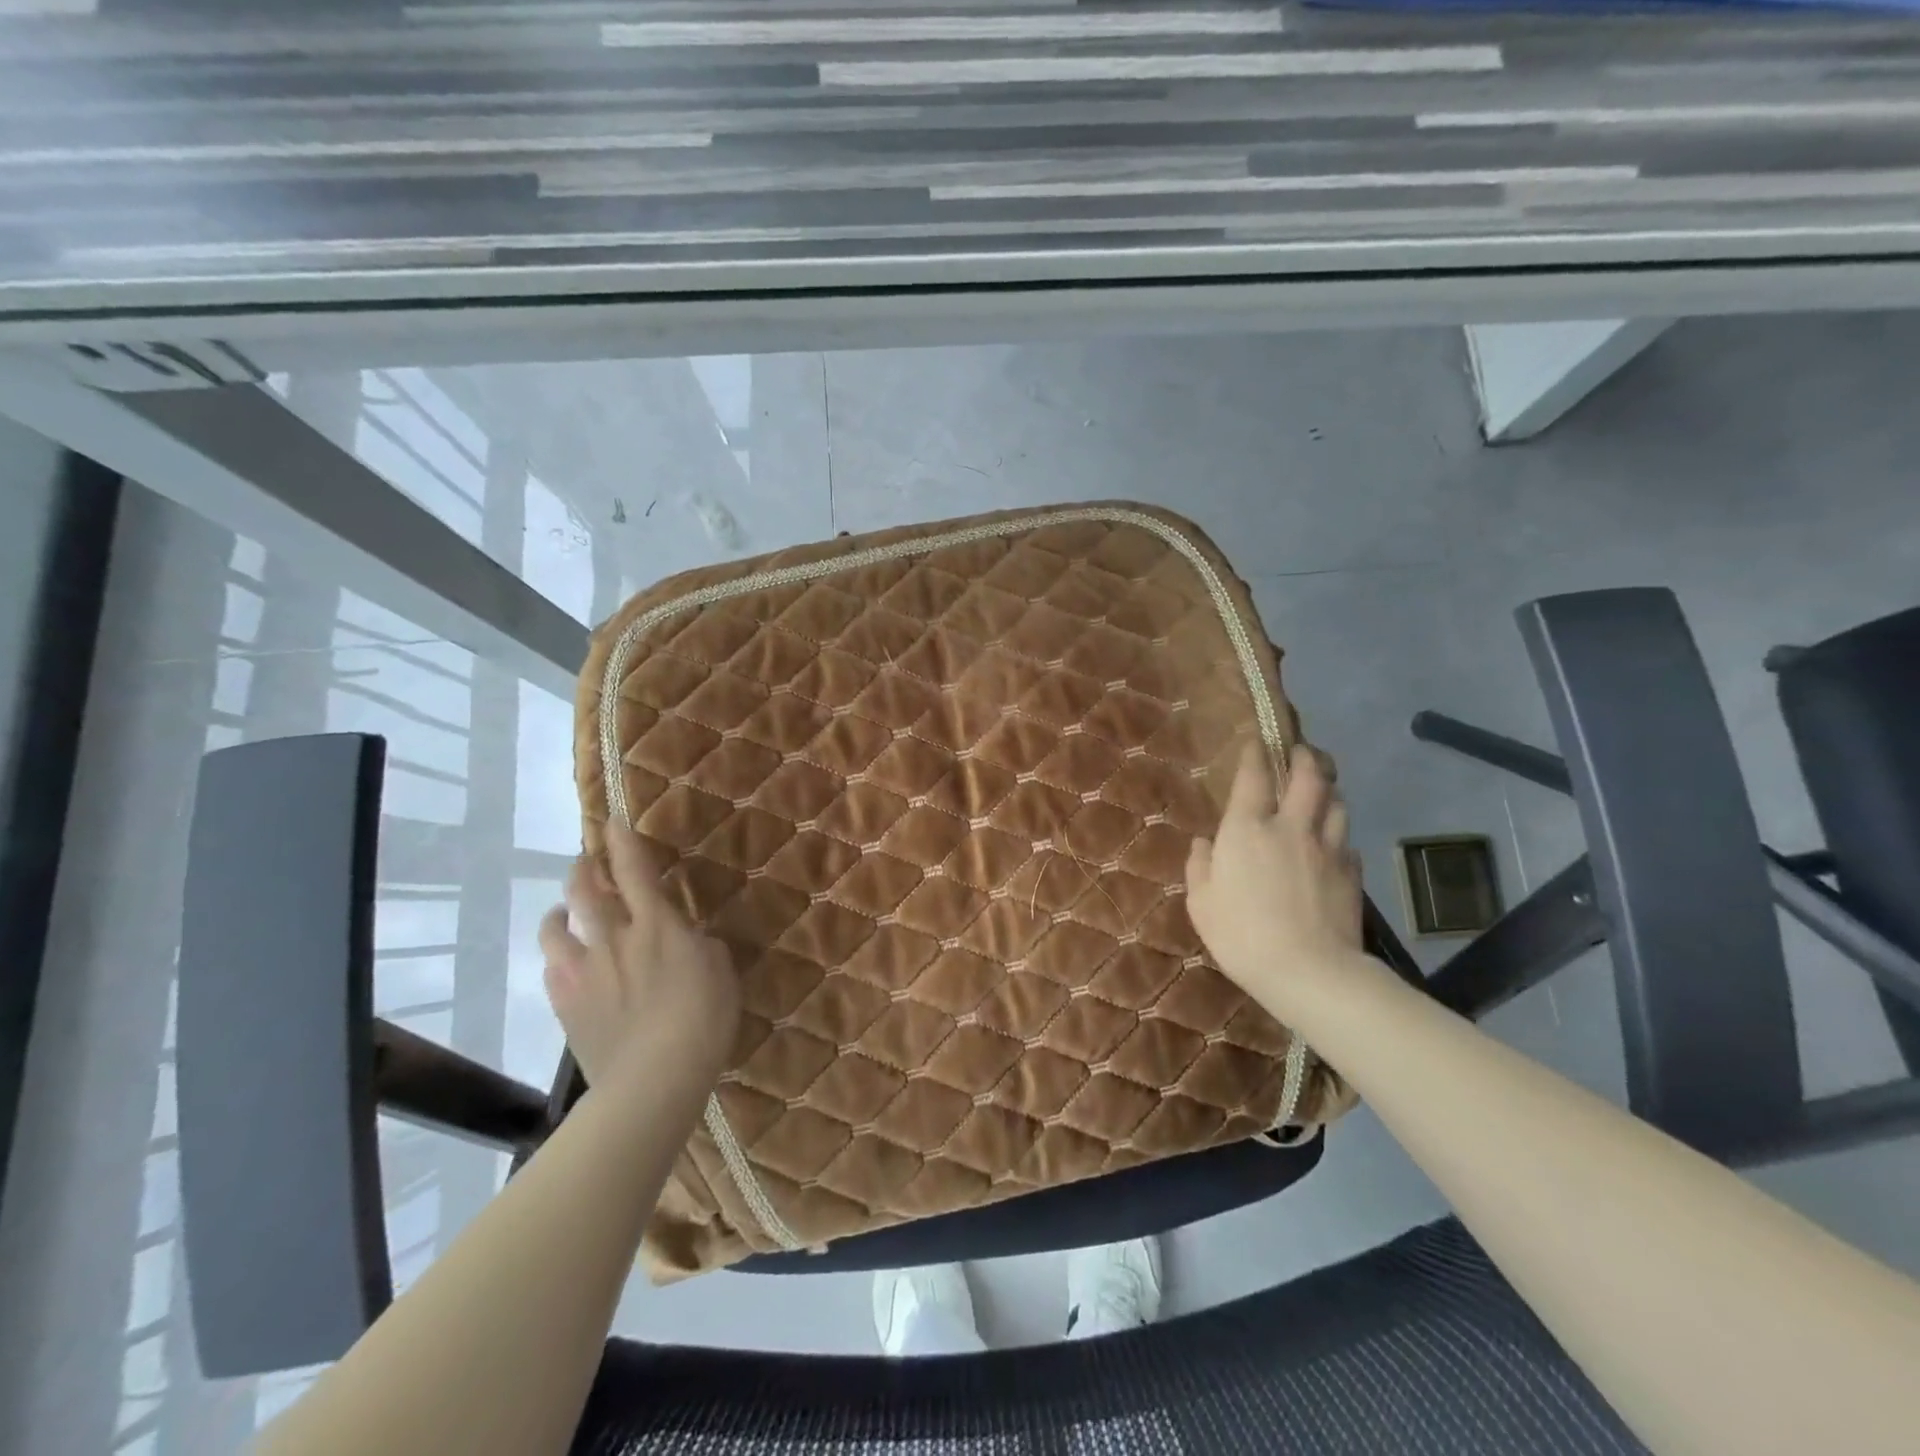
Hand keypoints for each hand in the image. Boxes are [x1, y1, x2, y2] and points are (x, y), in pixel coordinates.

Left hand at [539, 822, 740, 1092]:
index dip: (621, 840)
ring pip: (555, 927)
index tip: (612, 820)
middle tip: (588, 863)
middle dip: (583, 867)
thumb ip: (700, 946)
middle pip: (584, 889)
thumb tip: (687, 940)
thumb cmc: (703, 1020)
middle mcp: (612, 938)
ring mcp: (582, 972)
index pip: (633, 869)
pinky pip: (551, 969)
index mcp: (656, 925)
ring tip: (566, 912)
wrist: (654, 1079)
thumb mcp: (720, 972)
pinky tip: (567, 964)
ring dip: (560, 911)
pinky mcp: (565, 1005)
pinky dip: (558, 957)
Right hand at [1185, 742, 1365, 1013]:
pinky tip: (1332, 843)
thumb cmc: (1241, 935)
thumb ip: (1200, 866)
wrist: (1309, 971)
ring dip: (1328, 789)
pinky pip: (1346, 840)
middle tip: (1300, 751)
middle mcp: (1290, 827)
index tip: (1256, 740)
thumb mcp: (1201, 903)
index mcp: (1247, 828)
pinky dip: (1338, 833)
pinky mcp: (1351, 872)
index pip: (1254, 776)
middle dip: (1305, 757)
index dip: (1255, 753)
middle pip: (1309, 776)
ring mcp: (1327, 847)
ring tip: (1321, 789)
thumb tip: (1204, 843)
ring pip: (1336, 802)